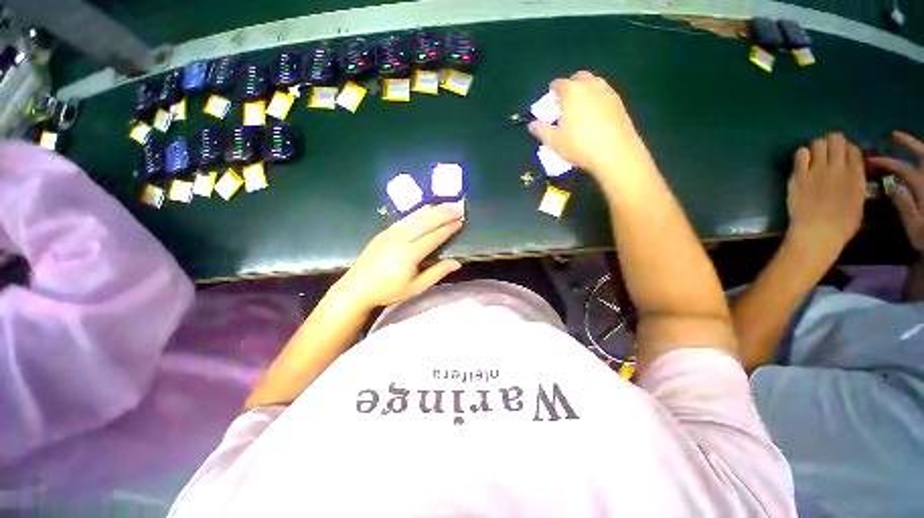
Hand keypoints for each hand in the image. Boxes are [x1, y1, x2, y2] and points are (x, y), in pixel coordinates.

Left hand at [334, 205, 463, 309]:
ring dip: (433, 210)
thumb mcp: (416, 287)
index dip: (448, 228)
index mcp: (410, 253)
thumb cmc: (389, 290)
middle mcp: (401, 238)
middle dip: (444, 214)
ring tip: (446, 205)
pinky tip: (426, 209)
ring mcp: (391, 232)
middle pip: (426, 222)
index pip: (434, 236)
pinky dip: (418, 212)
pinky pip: (405, 218)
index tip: (460, 221)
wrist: (357, 287)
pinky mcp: (385, 231)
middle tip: (458, 209)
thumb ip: (437, 272)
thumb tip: (457, 262)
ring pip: (416, 217)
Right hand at [528, 70, 655, 182]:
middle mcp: (590, 85)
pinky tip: (595, 119)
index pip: (557, 84)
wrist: (615, 153)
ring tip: (580, 113)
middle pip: (577, 79)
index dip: (551, 95)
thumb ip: (540, 130)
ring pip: (593, 85)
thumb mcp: (553, 141)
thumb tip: (532, 124)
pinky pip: (603, 95)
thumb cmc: (579, 146)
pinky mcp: (619, 102)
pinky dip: (596, 101)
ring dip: (584, 93)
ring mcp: (607, 91)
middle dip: (569, 88)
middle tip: (565, 108)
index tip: (550, 108)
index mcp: (571, 91)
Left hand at [786, 133, 864, 260]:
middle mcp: (838, 167)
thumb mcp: (859, 201)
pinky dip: (802, 154)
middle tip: (827, 153)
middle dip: (832, 143)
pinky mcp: (799, 175)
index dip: (847, 149)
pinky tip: (803, 164)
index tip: (842, 156)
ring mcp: (817, 170)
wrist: (817, 232)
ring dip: (816, 148)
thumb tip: (851, 174)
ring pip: (817, 143)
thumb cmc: (842, 225)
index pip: (853, 148)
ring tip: (815, 158)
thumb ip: (855, 183)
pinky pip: (800, 154)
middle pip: (835, 140)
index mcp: (856, 175)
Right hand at [868, 131, 923, 251]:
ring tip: (909, 145)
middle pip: (921, 154)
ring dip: (919, 150)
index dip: (886, 161)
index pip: (901, 167)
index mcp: (922, 186)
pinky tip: (920, 162)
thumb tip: (892, 186)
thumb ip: (905, 206)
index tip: (871, 159)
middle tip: (894, 135)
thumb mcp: (916, 227)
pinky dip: (923, 162)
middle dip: (907, 143)